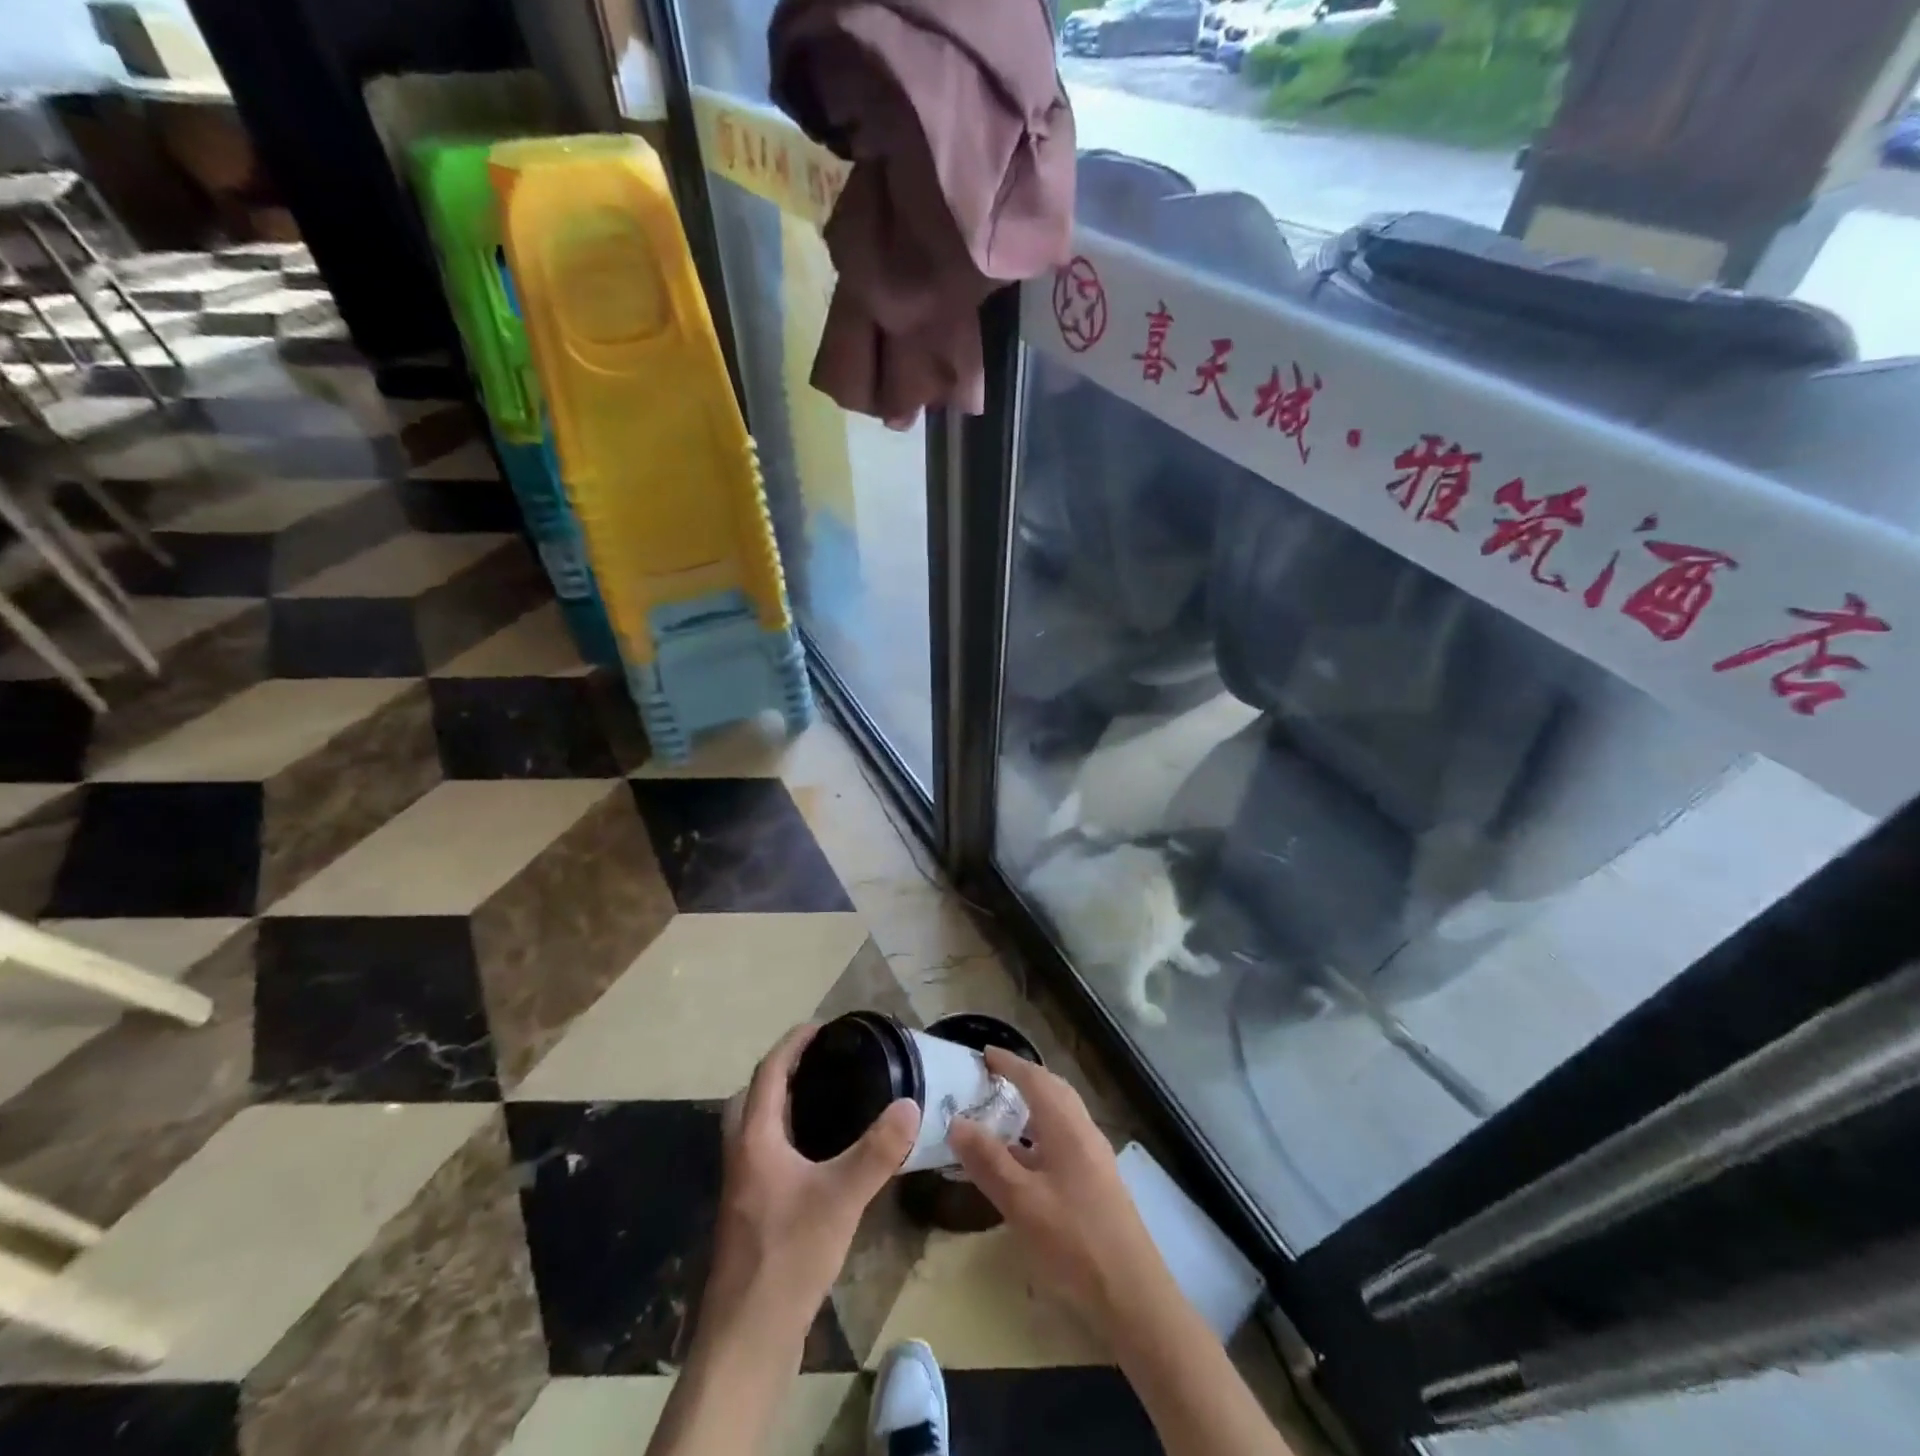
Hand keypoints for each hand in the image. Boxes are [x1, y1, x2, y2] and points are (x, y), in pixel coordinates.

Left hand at [699, 1024, 920, 1355]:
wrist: (748, 1338)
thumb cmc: (788, 1256)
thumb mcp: (841, 1198)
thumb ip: (877, 1151)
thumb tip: (911, 1105)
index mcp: (754, 1140)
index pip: (768, 1073)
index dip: (792, 1044)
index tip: (821, 1026)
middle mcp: (742, 1156)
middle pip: (752, 1097)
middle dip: (782, 1072)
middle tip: (821, 1064)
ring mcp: (743, 1188)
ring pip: (756, 1129)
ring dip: (782, 1106)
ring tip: (825, 1101)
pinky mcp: (751, 1215)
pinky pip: (766, 1156)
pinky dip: (787, 1138)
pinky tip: (819, 1158)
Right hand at [949, 1048, 1167, 1326]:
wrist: (1133, 1296)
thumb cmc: (1074, 1242)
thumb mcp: (1022, 1202)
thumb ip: (989, 1160)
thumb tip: (957, 1121)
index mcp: (1067, 1127)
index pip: (1035, 1079)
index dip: (1009, 1063)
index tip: (983, 1053)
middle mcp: (1084, 1133)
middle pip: (1054, 1091)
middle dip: (1024, 1078)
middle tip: (992, 1078)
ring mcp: (1095, 1159)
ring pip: (1061, 1117)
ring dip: (1034, 1107)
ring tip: (1002, 1114)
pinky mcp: (1098, 1183)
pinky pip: (1064, 1140)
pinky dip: (1041, 1135)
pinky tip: (1024, 1161)